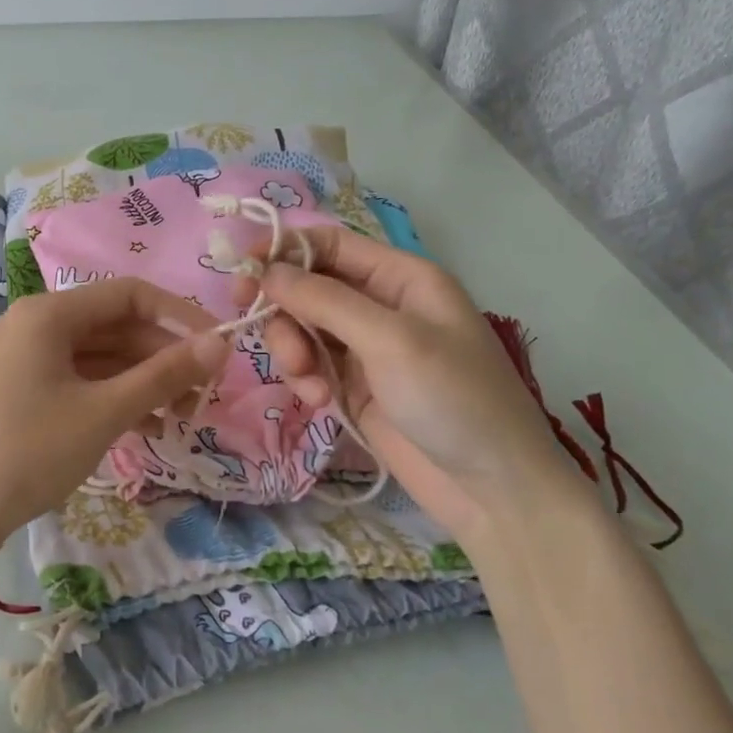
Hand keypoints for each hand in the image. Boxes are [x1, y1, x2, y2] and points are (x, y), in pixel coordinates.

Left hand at [0, 278, 227, 557]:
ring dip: (143, 382)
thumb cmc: (30, 452)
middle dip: (163, 357)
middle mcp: (34, 325)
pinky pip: (79, 381)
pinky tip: (147, 427)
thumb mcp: (105, 412)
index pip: (130, 294)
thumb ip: (164, 375)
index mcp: (48, 314)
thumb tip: (220, 344)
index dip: (180, 316)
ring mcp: (25, 359)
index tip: (220, 346)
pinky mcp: (22, 391)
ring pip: (99, 357)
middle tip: (204, 393)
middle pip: (115, 327)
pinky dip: (113, 398)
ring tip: (183, 417)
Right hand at [250, 227, 581, 539]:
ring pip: (302, 328)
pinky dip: (304, 379)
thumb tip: (267, 270)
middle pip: (308, 287)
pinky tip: (318, 402)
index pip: (329, 245)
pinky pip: (310, 366)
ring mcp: (365, 349)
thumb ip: (325, 300)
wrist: (490, 487)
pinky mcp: (353, 387)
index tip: (242, 270)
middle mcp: (380, 306)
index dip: (283, 250)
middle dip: (283, 308)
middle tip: (253, 326)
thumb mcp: (391, 339)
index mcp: (401, 278)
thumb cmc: (452, 398)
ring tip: (306, 380)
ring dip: (291, 348)